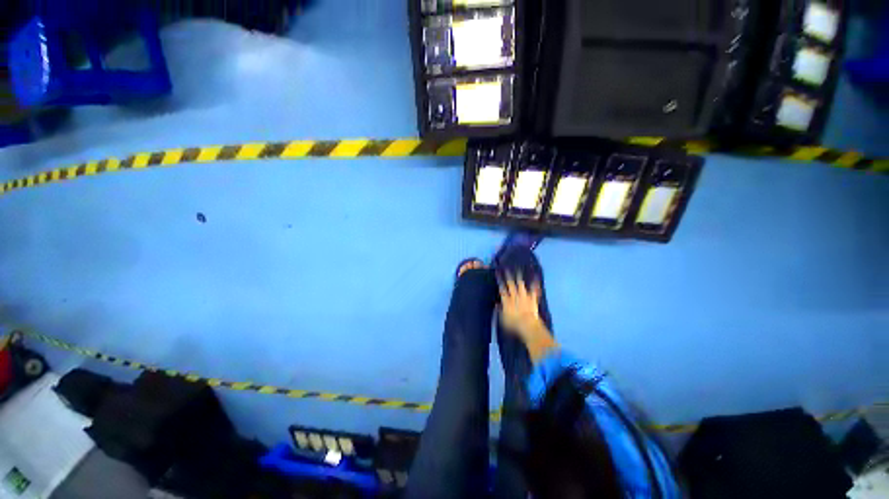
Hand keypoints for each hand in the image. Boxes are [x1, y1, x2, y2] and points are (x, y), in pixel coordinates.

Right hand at [497, 271, 543, 338]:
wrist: (528, 325)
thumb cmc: (513, 324)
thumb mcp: (503, 319)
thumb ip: (499, 310)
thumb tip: (496, 304)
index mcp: (506, 300)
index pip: (501, 288)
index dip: (499, 280)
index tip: (498, 273)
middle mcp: (515, 296)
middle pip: (510, 284)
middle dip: (508, 275)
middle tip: (507, 268)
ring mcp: (524, 296)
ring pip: (521, 284)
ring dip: (519, 277)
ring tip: (518, 269)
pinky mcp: (532, 299)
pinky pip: (534, 290)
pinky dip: (535, 284)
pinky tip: (536, 277)